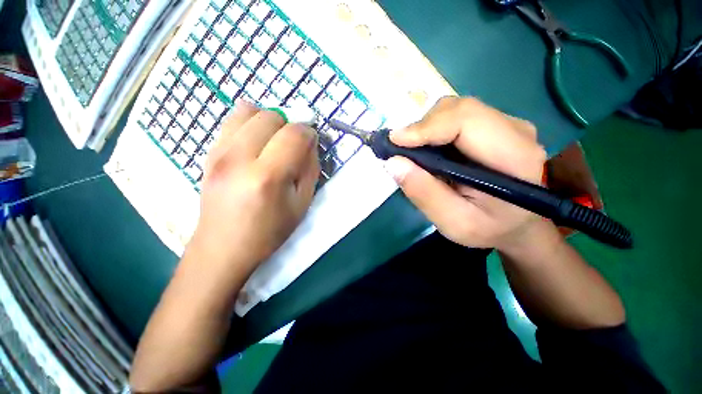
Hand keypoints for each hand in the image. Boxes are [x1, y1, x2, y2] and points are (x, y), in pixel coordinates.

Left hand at [190, 100, 319, 272]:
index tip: (311, 142)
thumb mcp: (302, 204)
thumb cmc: (269, 231)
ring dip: (268, 121)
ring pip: (247, 110)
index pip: (294, 134)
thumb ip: (310, 169)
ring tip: (273, 141)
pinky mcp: (208, 153)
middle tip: (292, 145)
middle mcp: (238, 158)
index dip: (308, 133)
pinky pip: (231, 120)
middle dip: (289, 125)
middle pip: (270, 116)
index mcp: (267, 177)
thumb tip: (310, 143)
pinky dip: (249, 123)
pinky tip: (255, 144)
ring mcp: (218, 153)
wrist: (223, 247)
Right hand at [385, 97, 547, 250]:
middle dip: (422, 127)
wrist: (518, 224)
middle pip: (458, 109)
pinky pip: (456, 118)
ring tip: (414, 154)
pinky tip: (429, 151)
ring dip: (426, 129)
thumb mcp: (454, 223)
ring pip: (455, 110)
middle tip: (401, 151)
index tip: (395, 142)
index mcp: (514, 156)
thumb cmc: (489, 229)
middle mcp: (514, 130)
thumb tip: (393, 163)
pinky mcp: (494, 126)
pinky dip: (434, 131)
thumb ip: (425, 194)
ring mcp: (506, 124)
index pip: (466, 119)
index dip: (426, 126)